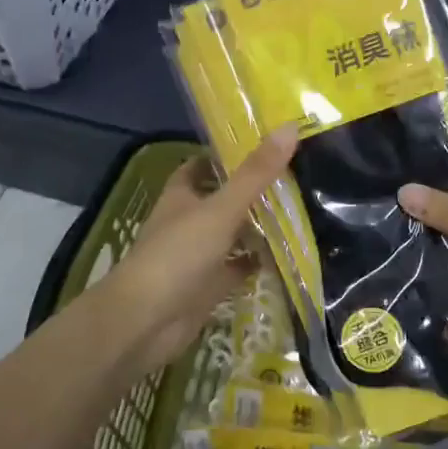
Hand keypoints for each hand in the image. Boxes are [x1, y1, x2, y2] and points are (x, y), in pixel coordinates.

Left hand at [101, 129, 298, 375]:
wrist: (147, 321)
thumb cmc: (178, 254)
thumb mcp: (221, 208)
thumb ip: (256, 173)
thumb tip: (290, 127)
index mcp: (181, 196)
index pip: (201, 165)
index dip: (226, 155)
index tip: (263, 145)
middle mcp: (187, 221)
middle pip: (221, 199)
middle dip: (251, 190)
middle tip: (294, 177)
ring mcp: (197, 256)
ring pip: (231, 234)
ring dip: (257, 227)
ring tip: (300, 211)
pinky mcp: (208, 286)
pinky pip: (237, 269)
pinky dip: (257, 263)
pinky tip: (287, 255)